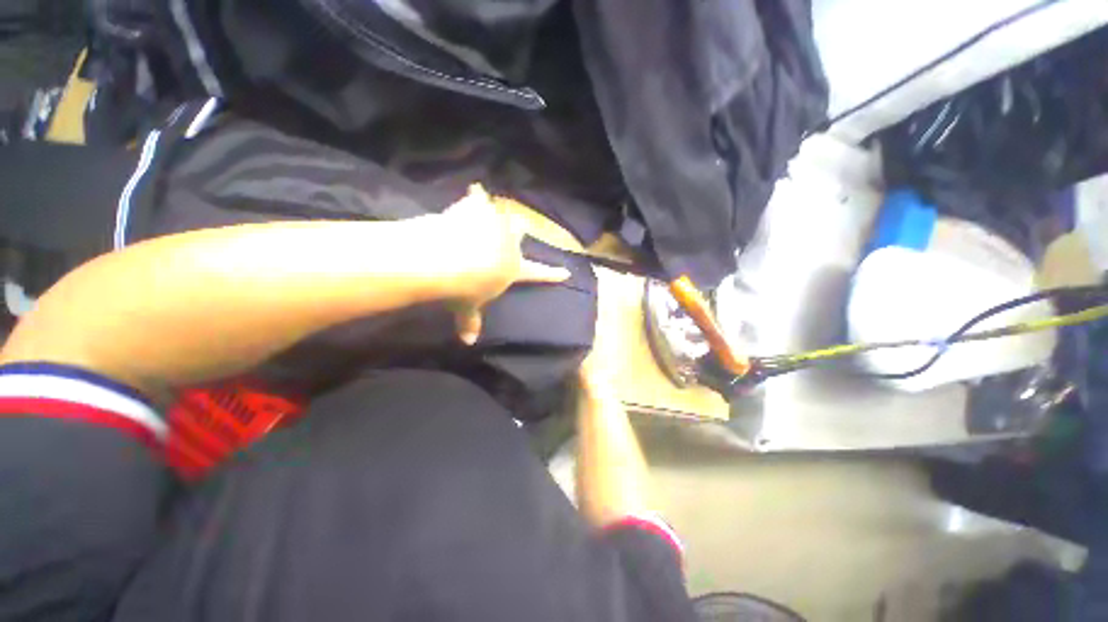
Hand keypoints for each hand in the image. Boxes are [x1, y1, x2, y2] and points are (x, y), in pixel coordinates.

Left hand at [441, 185, 570, 343]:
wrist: (451, 259)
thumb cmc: (465, 288)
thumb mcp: (468, 306)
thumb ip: (470, 321)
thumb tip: (468, 342)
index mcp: (513, 267)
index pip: (537, 274)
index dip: (551, 274)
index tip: (566, 273)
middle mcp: (510, 244)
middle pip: (521, 232)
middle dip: (517, 231)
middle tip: (513, 230)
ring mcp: (496, 223)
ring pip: (502, 214)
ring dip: (494, 214)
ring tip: (486, 209)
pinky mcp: (478, 207)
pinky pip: (478, 196)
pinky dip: (475, 195)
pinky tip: (473, 190)